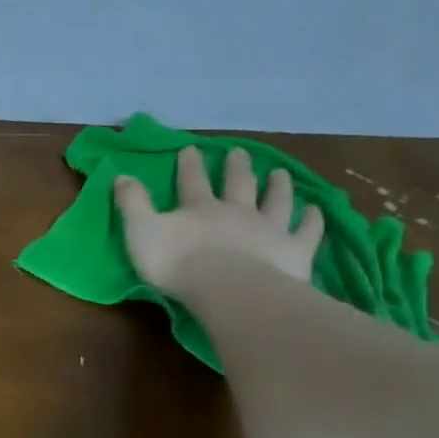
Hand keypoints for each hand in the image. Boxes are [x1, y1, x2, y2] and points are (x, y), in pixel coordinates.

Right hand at [114, 145, 323, 296]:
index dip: (190, 165)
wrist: (230, 289)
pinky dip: (312, 219)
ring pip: (276, 201)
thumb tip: (122, 175)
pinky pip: (306, 231)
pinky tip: (316, 210)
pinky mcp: (294, 250)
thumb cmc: (178, 263)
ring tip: (280, 173)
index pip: (192, 181)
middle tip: (239, 152)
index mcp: (199, 208)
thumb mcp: (141, 231)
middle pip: (238, 184)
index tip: (191, 148)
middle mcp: (237, 211)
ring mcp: (270, 228)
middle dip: (236, 167)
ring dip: (278, 186)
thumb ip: (132, 204)